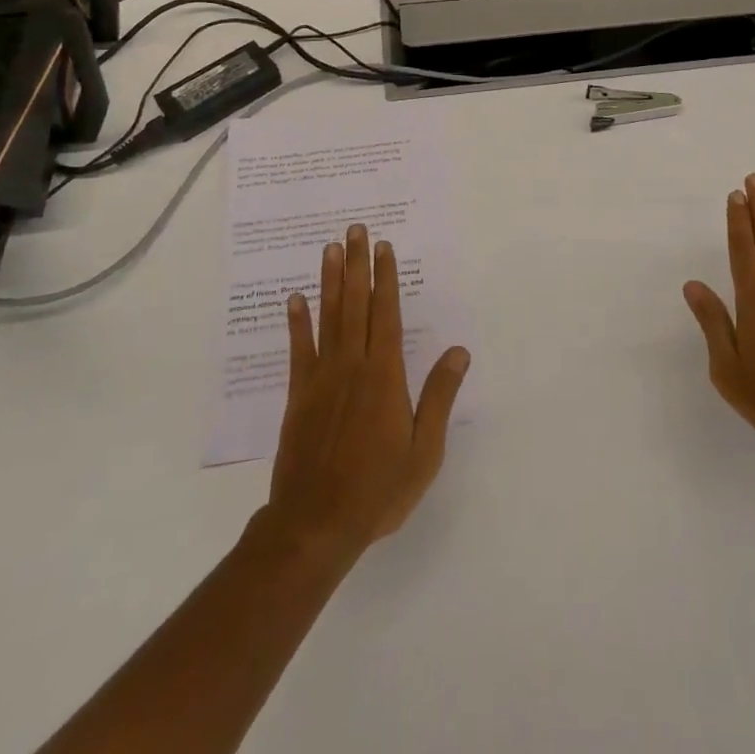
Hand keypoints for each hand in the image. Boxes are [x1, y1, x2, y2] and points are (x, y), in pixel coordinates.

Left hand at [265, 224, 469, 561]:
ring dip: (330, 281)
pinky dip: (297, 323)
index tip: (383, 247)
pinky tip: (295, 299)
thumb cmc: (378, 489)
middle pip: (356, 304)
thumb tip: (459, 351)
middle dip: (357, 265)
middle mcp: (352, 366)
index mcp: (384, 375)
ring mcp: (321, 379)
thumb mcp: (424, 450)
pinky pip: (298, 351)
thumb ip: (439, 396)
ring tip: (330, 249)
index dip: (385, 278)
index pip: (385, 314)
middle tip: (355, 229)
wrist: (316, 524)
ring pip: (328, 318)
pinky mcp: (298, 396)